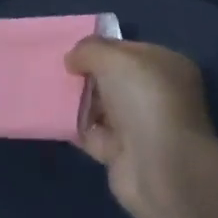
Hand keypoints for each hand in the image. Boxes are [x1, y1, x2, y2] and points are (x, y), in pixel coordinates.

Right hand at [65, 38, 215, 216]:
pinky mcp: (125, 156)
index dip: (101, 48)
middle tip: (58, 71)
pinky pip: (94, 136)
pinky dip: (77, 128)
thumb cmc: (143, 100)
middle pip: (115, 80)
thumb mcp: (113, 58)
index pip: (129, 51)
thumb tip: (71, 59)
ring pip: (103, 108)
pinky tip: (54, 118)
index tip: (73, 52)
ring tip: (50, 91)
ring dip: (79, 101)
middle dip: (88, 75)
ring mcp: (143, 127)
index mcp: (167, 66)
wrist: (160, 169)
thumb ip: (89, 50)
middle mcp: (158, 96)